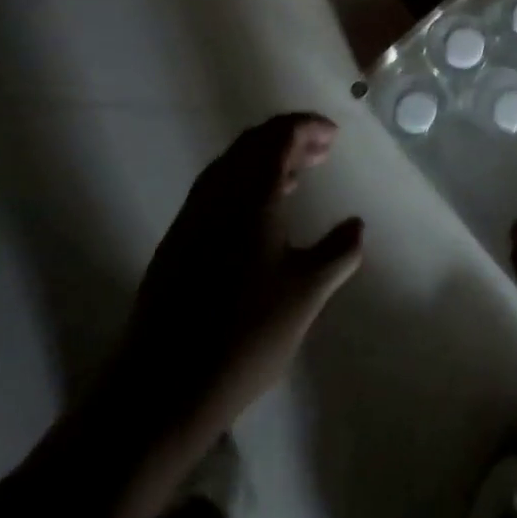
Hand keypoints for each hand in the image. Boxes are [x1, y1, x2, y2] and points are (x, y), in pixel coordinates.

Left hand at [100, 113, 363, 517]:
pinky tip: (259, 216)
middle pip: (253, 142)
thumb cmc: (243, 335)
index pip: (280, 135)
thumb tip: (357, 225)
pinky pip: (216, 189)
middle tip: (321, 151)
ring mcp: (192, 217)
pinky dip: (244, 183)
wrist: (159, 391)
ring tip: (296, 177)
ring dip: (265, 159)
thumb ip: (338, 252)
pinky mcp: (176, 243)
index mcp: (251, 193)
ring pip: (231, 165)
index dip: (308, 127)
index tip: (334, 136)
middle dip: (289, 138)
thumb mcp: (306, 294)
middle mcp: (218, 193)